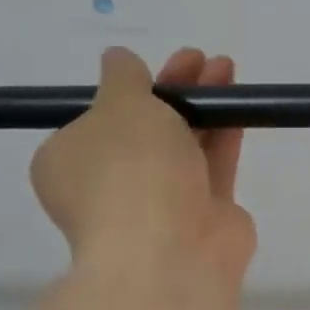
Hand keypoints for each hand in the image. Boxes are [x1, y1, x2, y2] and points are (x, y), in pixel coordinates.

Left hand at [31, 47, 256, 297]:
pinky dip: (223, 134)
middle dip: (173, 90)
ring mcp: (159, 201)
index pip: (96, 121)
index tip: (155, 66)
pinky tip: (239, 107)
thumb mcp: (119, 107)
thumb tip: (117, 59)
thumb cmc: (130, 171)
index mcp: (69, 162)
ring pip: (182, 143)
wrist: (169, 250)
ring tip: (226, 69)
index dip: (128, 89)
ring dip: (203, 105)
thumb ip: (123, 78)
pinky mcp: (203, 213)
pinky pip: (212, 165)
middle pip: (145, 128)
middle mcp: (111, 183)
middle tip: (199, 59)